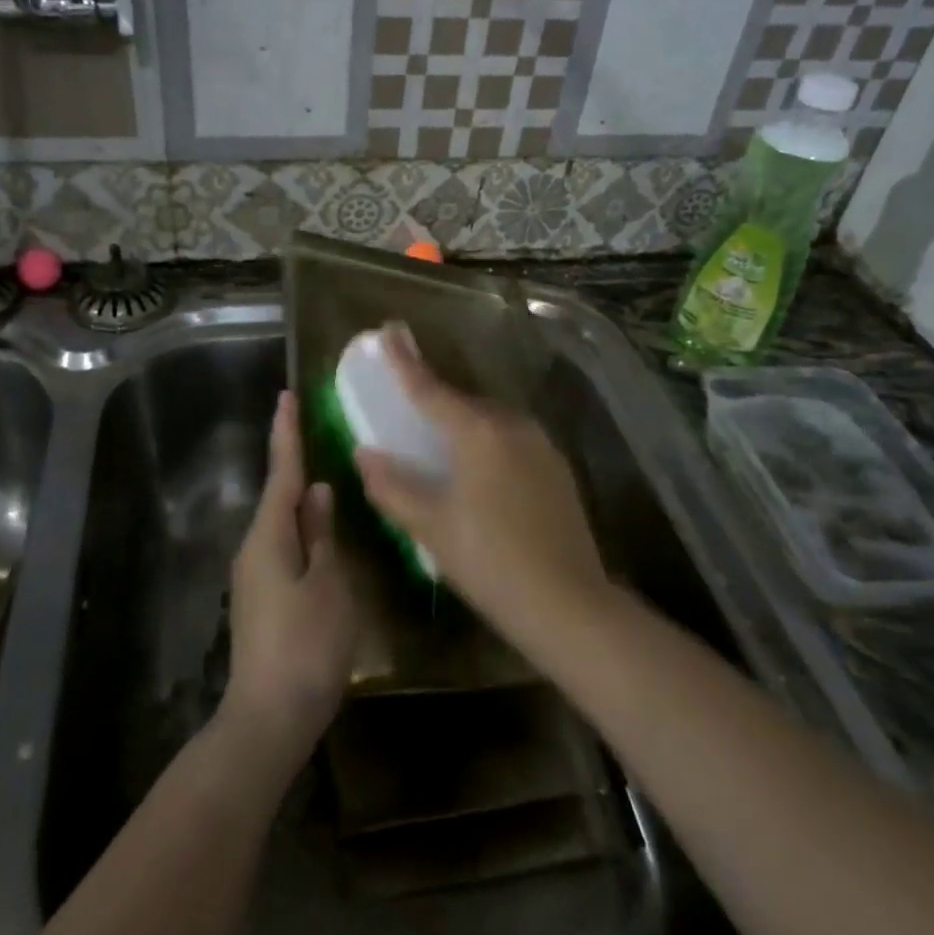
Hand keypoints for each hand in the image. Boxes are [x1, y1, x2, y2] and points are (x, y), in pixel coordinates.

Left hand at [220, 391, 357, 770]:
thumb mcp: (328, 585)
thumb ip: (322, 535)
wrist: (268, 717)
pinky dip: (301, 529)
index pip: (282, 472)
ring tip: (325, 474)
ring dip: (299, 498)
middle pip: (278, 495)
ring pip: (281, 523)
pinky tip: (321, 532)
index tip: (286, 396)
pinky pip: (283, 548)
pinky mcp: (262, 599)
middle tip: (313, 428)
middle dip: (293, 461)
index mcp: (269, 537)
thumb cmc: (306, 646)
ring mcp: (254, 576)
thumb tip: (317, 492)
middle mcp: (254, 549)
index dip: (287, 433)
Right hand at [354, 325, 609, 637]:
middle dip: (435, 396)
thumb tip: (365, 454)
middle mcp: (512, 426)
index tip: (389, 331)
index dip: (405, 361)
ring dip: (463, 422)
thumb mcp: (429, 526)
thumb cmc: (489, 560)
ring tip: (441, 440)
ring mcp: (541, 446)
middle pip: (464, 401)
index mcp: (478, 432)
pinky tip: (479, 471)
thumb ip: (392, 485)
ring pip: (491, 421)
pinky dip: (487, 442)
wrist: (567, 603)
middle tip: (409, 401)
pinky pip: (511, 440)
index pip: (431, 389)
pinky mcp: (557, 469)